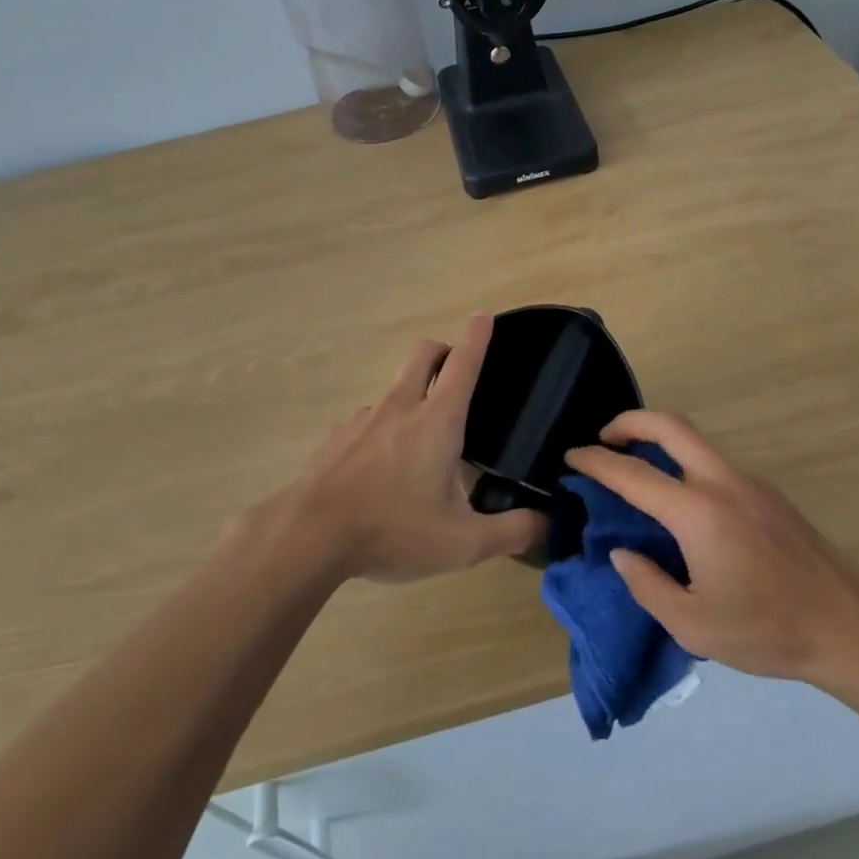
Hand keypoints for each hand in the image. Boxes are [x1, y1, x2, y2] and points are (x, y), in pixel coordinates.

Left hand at [288, 314, 546, 582]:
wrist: (308, 536)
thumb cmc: (392, 530)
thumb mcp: (462, 543)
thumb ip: (511, 531)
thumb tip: (549, 523)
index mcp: (436, 421)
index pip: (464, 363)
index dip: (478, 336)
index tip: (484, 315)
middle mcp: (400, 407)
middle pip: (423, 353)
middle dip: (443, 349)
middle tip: (456, 372)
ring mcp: (363, 418)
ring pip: (394, 388)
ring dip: (412, 396)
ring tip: (419, 445)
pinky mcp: (336, 437)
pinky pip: (368, 420)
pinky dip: (382, 429)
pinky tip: (380, 470)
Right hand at [564, 412, 858, 701]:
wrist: (850, 628)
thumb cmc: (767, 631)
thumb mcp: (693, 625)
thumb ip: (647, 584)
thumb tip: (623, 552)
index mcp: (699, 513)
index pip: (633, 474)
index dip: (596, 461)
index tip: (571, 455)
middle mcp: (723, 483)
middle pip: (670, 425)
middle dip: (630, 421)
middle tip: (603, 439)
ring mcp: (750, 483)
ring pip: (695, 440)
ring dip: (659, 440)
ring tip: (635, 468)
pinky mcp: (768, 494)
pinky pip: (714, 462)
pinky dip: (684, 461)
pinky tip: (679, 501)